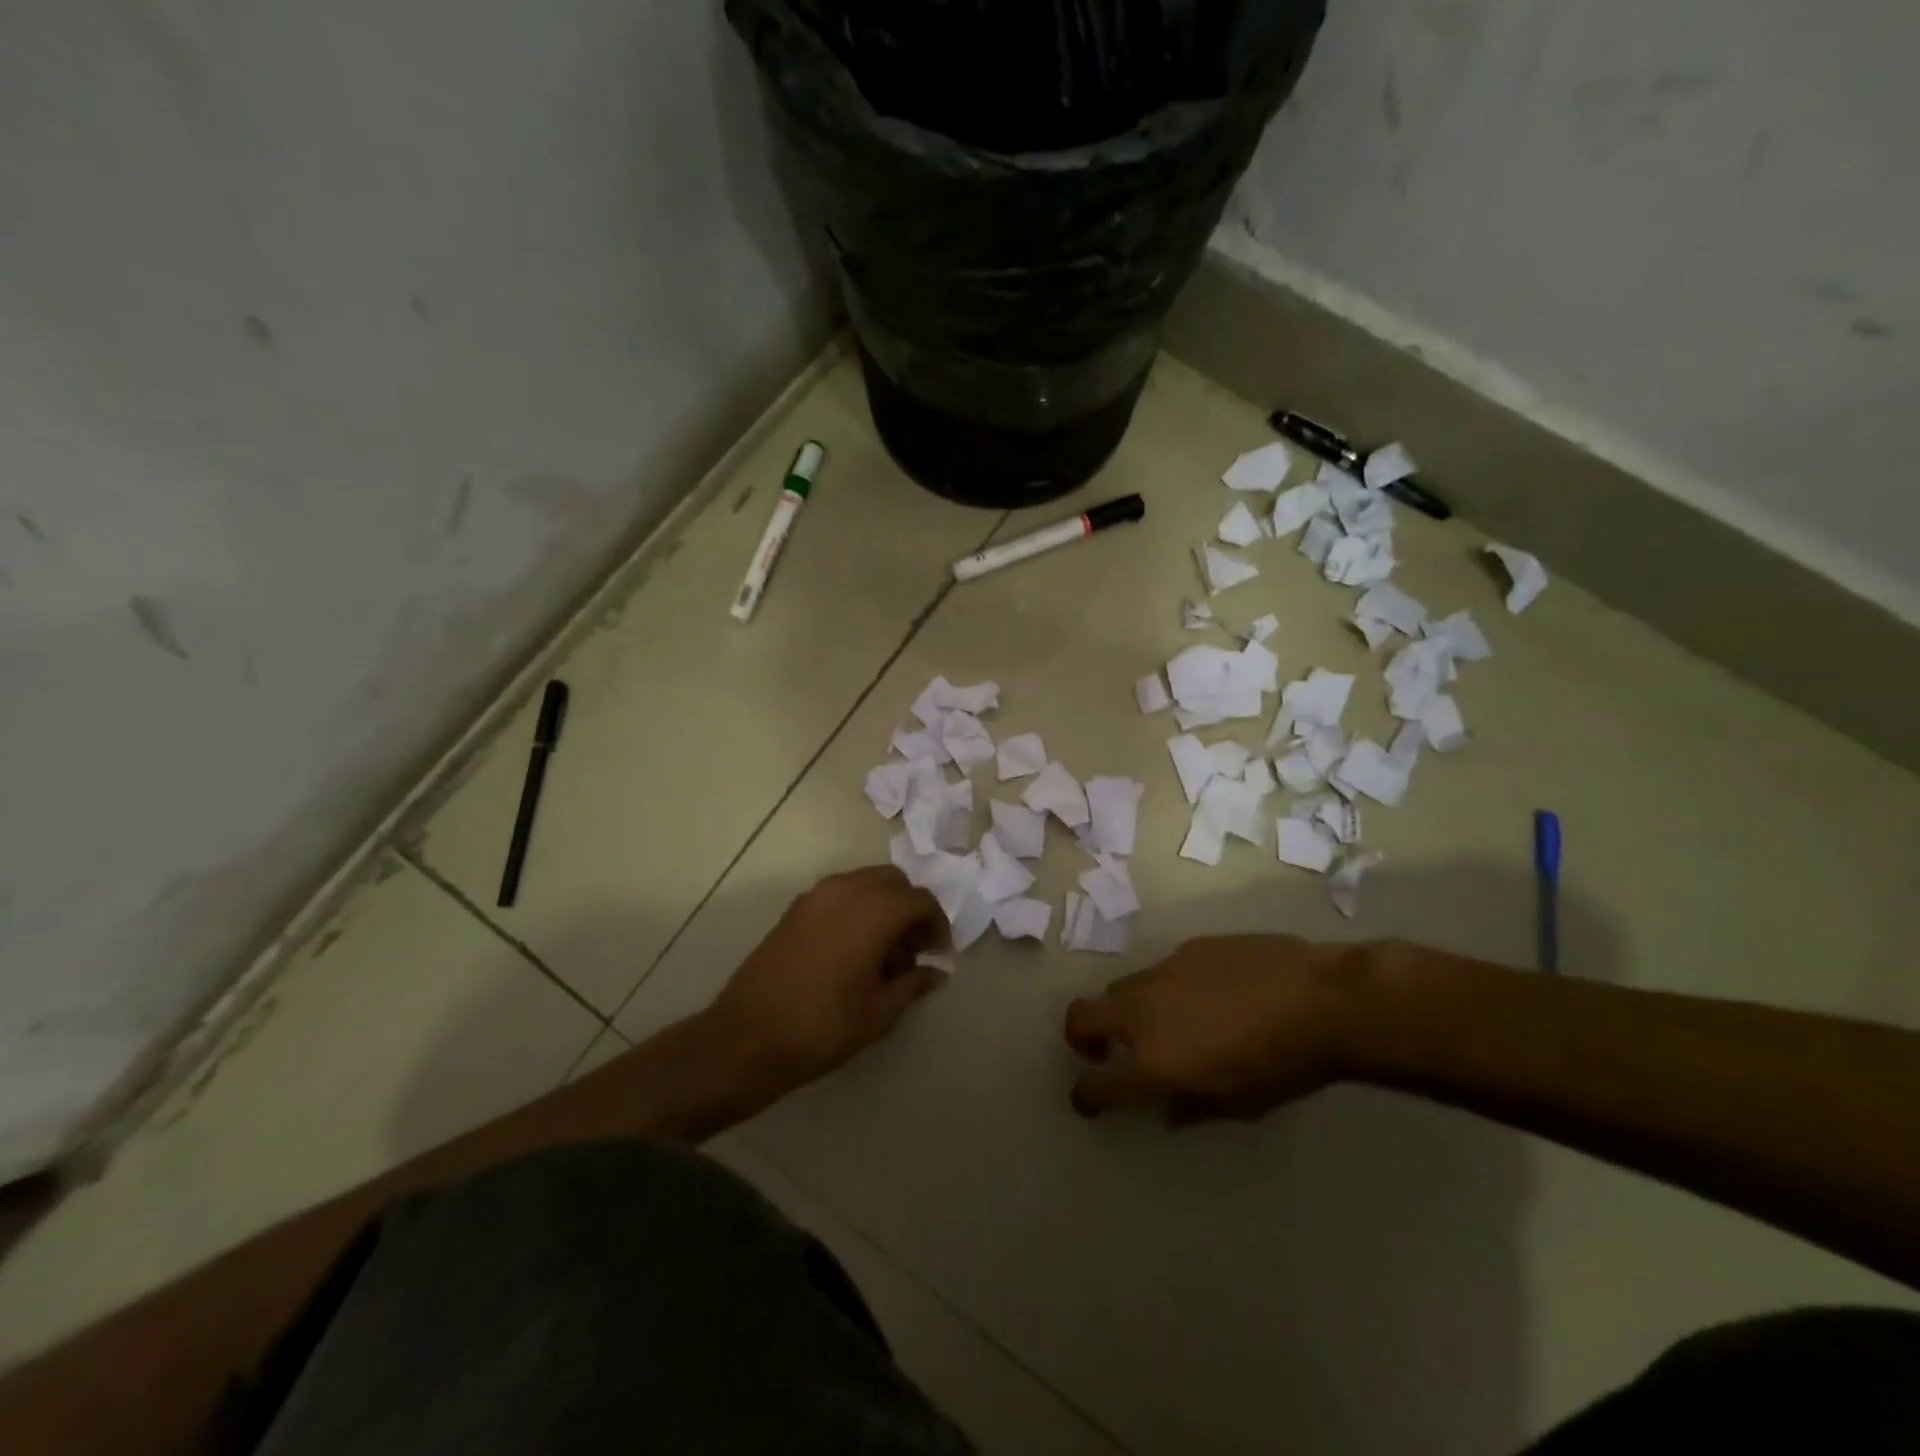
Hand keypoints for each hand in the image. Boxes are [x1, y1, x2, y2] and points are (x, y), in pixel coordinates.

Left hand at [708, 866, 948, 1091]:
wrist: (746, 1037)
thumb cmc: (821, 1027)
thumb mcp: (878, 1013)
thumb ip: (913, 985)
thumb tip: (936, 973)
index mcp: (873, 911)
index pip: (920, 900)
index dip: (937, 924)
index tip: (938, 953)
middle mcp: (846, 890)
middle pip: (894, 882)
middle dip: (910, 909)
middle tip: (913, 949)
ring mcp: (816, 896)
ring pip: (865, 883)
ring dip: (884, 907)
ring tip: (883, 954)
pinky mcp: (795, 909)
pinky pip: (840, 894)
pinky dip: (857, 909)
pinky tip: (853, 951)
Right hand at [1064, 935, 1366, 1122]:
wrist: (1322, 998)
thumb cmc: (1284, 1065)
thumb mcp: (1239, 1103)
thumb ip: (1192, 1107)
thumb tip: (1167, 1108)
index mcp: (1152, 1061)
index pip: (1094, 1084)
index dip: (1086, 1097)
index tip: (1091, 1101)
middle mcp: (1143, 1013)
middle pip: (1080, 1017)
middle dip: (1080, 1038)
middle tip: (1105, 1051)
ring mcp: (1161, 972)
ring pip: (1118, 989)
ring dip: (1125, 1011)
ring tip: (1163, 1022)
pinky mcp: (1185, 947)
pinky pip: (1161, 970)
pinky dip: (1166, 989)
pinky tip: (1207, 994)